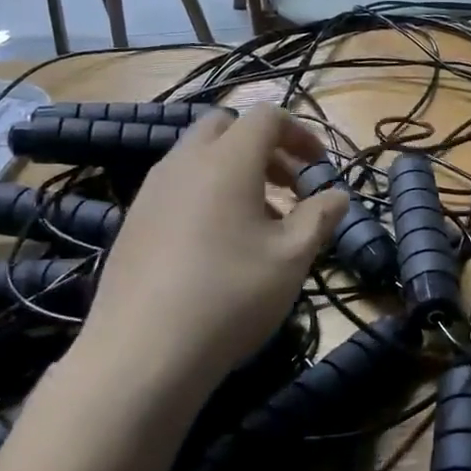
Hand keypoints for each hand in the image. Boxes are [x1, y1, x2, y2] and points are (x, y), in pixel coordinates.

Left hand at [77, 107, 346, 401]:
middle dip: (263, 147)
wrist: (142, 354)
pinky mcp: (133, 221)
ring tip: (259, 221)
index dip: (300, 134)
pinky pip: (177, 186)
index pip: (267, 116)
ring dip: (235, 171)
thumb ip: (320, 216)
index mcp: (227, 160)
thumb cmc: (231, 295)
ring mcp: (152, 191)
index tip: (319, 168)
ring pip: (198, 157)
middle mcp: (185, 162)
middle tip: (288, 186)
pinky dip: (206, 194)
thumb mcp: (292, 257)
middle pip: (227, 127)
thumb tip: (338, 195)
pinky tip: (218, 245)